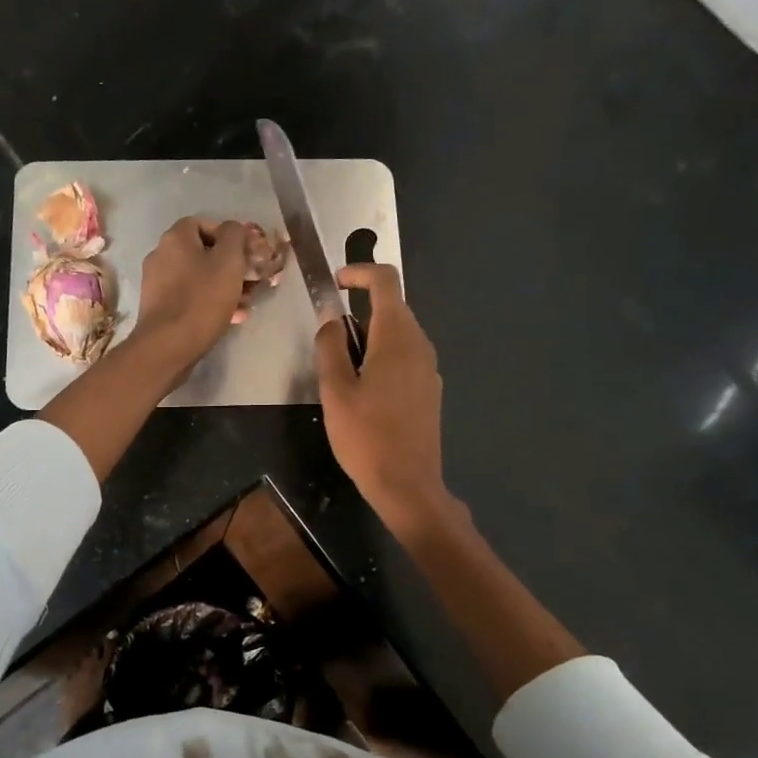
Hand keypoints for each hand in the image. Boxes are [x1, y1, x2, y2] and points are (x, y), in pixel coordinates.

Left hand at [127, 218, 253, 379]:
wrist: (167, 346)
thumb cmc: (202, 299)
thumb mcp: (229, 261)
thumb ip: (235, 236)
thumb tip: (234, 228)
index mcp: (175, 238)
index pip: (203, 223)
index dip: (228, 235)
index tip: (246, 252)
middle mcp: (161, 255)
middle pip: (201, 253)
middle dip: (230, 265)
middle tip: (251, 280)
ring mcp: (157, 283)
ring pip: (198, 277)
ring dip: (223, 286)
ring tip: (246, 302)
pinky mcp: (159, 308)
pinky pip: (190, 298)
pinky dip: (210, 303)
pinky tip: (232, 317)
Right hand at [314, 264, 450, 528]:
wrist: (408, 485)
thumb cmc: (366, 437)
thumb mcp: (335, 390)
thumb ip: (330, 347)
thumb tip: (330, 319)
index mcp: (397, 337)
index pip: (385, 281)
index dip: (359, 272)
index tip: (334, 283)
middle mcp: (420, 344)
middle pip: (392, 306)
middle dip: (358, 309)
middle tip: (328, 339)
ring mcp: (429, 368)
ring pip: (398, 333)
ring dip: (369, 336)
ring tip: (341, 371)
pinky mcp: (430, 390)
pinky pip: (405, 357)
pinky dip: (382, 356)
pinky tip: (364, 391)